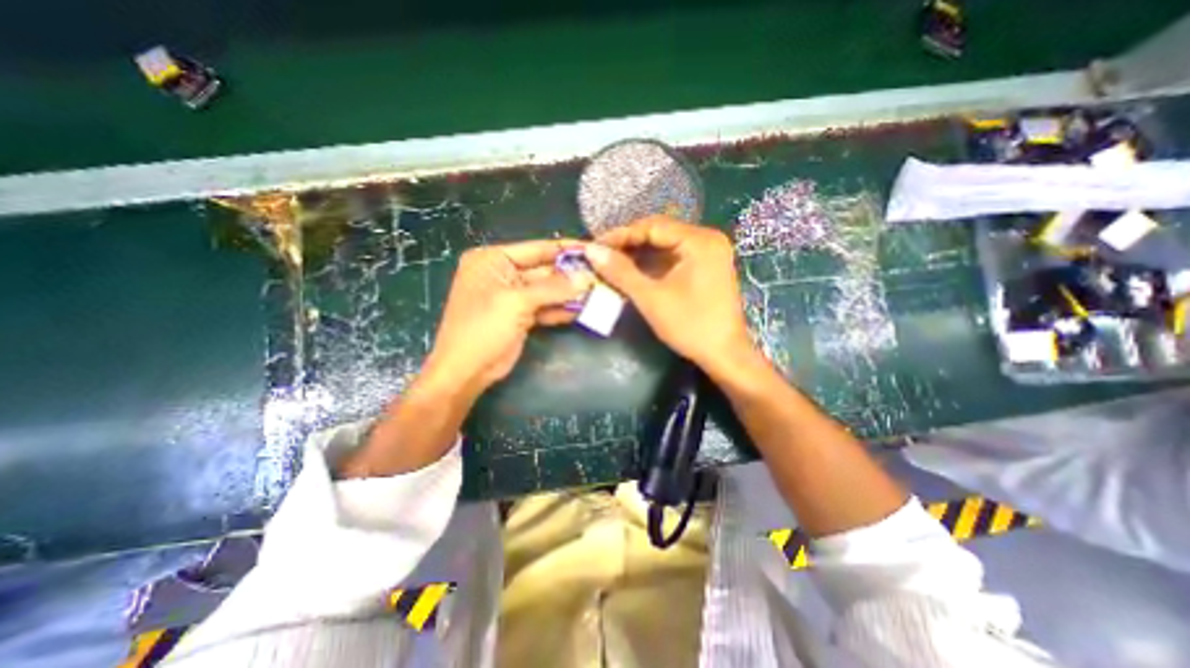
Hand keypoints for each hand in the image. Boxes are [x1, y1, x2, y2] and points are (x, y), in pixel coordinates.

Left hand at [424, 236, 595, 398]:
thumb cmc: (483, 329)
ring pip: (548, 290)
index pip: (536, 248)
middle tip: (601, 276)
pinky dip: (561, 309)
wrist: (466, 372)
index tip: (594, 250)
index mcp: (493, 260)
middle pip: (544, 270)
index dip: (566, 249)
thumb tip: (587, 277)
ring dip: (570, 293)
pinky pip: (545, 307)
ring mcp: (513, 296)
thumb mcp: (517, 302)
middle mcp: (503, 273)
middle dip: (572, 275)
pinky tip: (583, 309)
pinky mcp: (521, 315)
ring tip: (598, 293)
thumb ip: (554, 288)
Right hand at [585, 217, 751, 375]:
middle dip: (629, 244)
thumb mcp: (651, 298)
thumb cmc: (690, 326)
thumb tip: (591, 250)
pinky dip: (652, 264)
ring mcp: (709, 253)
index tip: (595, 246)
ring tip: (612, 264)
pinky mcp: (706, 268)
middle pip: (660, 233)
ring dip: (639, 254)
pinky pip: (674, 257)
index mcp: (699, 241)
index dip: (621, 235)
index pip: (652, 226)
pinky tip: (633, 272)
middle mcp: (707, 239)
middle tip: (601, 256)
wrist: (724, 355)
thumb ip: (620, 271)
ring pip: (665, 246)